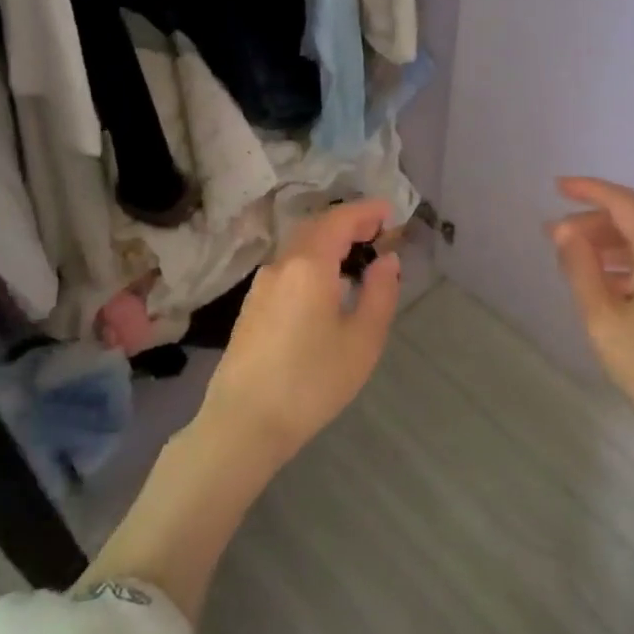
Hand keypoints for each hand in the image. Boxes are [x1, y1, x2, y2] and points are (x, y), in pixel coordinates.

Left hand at [200, 197, 401, 460]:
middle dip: (348, 223)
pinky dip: (313, 261)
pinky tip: (326, 286)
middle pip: (316, 227)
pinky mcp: (252, 306)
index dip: (366, 211)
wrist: (244, 422)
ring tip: (357, 258)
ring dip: (329, 242)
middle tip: (378, 232)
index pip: (340, 220)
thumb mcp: (362, 340)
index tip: (390, 210)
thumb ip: (380, 293)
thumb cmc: (311, 381)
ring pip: (299, 248)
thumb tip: (387, 260)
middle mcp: (281, 265)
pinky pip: (288, 268)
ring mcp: (261, 285)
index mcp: (308, 265)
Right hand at [550, 177, 633, 451]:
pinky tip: (606, 294)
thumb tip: (564, 230)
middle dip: (592, 224)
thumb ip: (581, 270)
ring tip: (573, 266)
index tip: (556, 187)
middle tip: (555, 239)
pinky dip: (626, 270)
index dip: (590, 190)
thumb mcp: (604, 319)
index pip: (624, 204)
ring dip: (607, 249)